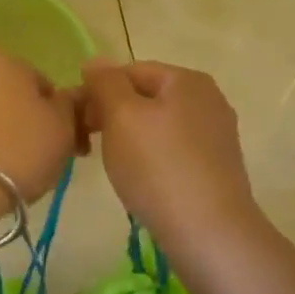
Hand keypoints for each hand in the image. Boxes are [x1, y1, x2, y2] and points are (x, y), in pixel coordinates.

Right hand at [81, 60, 260, 253]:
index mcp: (187, 79)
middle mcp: (209, 100)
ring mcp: (216, 135)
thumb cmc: (158, 167)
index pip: (130, 71)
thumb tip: (95, 61)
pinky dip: (152, 159)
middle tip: (88, 145)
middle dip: (113, 115)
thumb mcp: (122, 116)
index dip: (97, 91)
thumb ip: (106, 83)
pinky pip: (173, 151)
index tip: (77, 122)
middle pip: (147, 97)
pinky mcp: (217, 167)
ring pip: (159, 126)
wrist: (208, 231)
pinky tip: (142, 181)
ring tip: (113, 166)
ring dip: (130, 139)